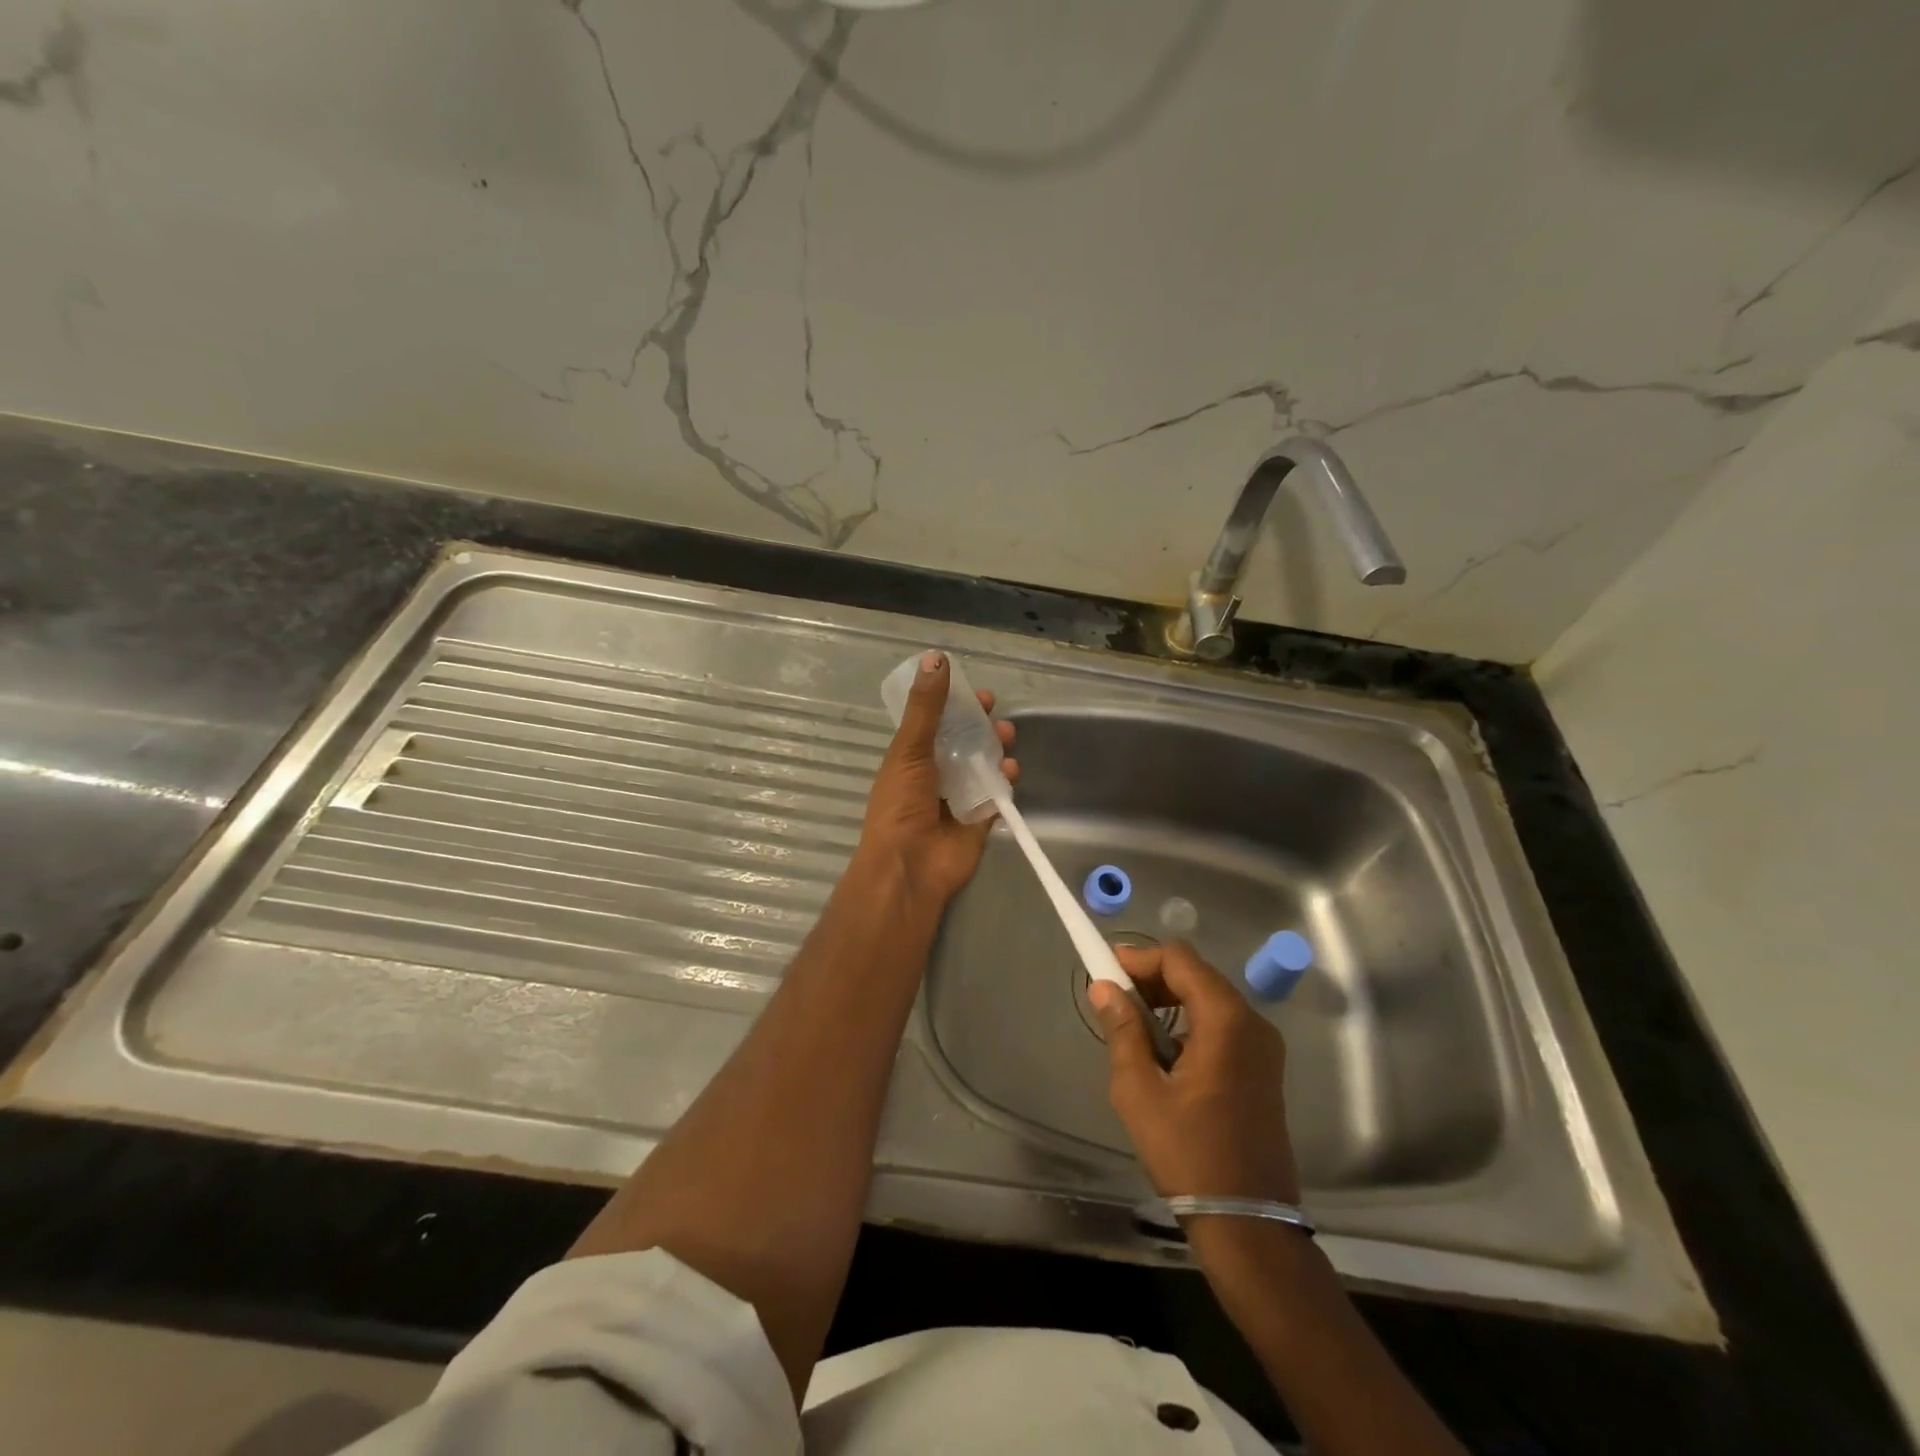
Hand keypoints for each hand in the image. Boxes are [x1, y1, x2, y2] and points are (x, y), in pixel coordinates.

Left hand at [858, 650, 1016, 906]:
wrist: (910, 864)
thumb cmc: (902, 803)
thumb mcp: (909, 748)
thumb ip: (926, 706)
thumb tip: (935, 657)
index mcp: (912, 758)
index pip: (938, 724)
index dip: (957, 708)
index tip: (978, 695)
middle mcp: (936, 776)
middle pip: (965, 744)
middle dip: (983, 728)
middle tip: (997, 718)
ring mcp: (959, 799)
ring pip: (984, 766)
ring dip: (997, 750)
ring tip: (1006, 741)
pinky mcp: (980, 820)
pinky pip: (998, 794)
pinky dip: (1007, 781)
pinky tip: (1011, 770)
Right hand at [1089, 941, 1300, 1204]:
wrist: (1247, 1222)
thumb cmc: (1188, 1153)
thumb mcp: (1139, 1090)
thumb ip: (1123, 1030)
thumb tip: (1104, 987)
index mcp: (1226, 1020)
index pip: (1179, 959)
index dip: (1139, 958)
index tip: (1105, 971)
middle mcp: (1252, 1022)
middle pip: (1196, 974)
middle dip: (1152, 978)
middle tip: (1114, 997)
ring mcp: (1263, 1045)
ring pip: (1209, 997)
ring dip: (1170, 999)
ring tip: (1132, 1024)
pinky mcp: (1263, 1067)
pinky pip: (1222, 1023)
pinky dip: (1189, 1021)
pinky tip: (1163, 1050)